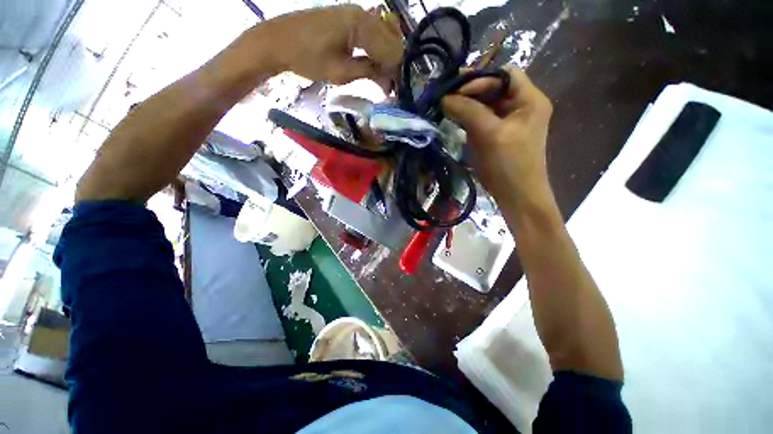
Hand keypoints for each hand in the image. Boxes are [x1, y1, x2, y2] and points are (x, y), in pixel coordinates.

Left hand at [262, 5, 402, 86]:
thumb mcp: (340, 72)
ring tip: (380, 78)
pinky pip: (374, 33)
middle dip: (393, 66)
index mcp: (360, 24)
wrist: (279, 40)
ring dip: (386, 58)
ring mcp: (357, 13)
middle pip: (392, 41)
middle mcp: (363, 13)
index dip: (394, 73)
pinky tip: (372, 64)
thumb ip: (368, 73)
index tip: (391, 91)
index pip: (391, 51)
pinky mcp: (350, 17)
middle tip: (387, 86)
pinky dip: (377, 50)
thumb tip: (389, 82)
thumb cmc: (307, 58)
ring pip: (385, 36)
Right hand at [442, 67, 552, 200]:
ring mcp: (510, 122)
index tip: (454, 91)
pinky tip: (456, 122)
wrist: (516, 196)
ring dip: (468, 106)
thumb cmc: (508, 165)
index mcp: (529, 100)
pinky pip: (483, 120)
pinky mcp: (499, 135)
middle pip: (494, 89)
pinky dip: (469, 119)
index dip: (479, 80)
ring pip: (486, 105)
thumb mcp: (489, 134)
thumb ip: (468, 112)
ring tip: (448, 109)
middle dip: (470, 92)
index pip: (504, 75)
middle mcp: (522, 106)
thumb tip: (444, 98)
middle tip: (446, 98)